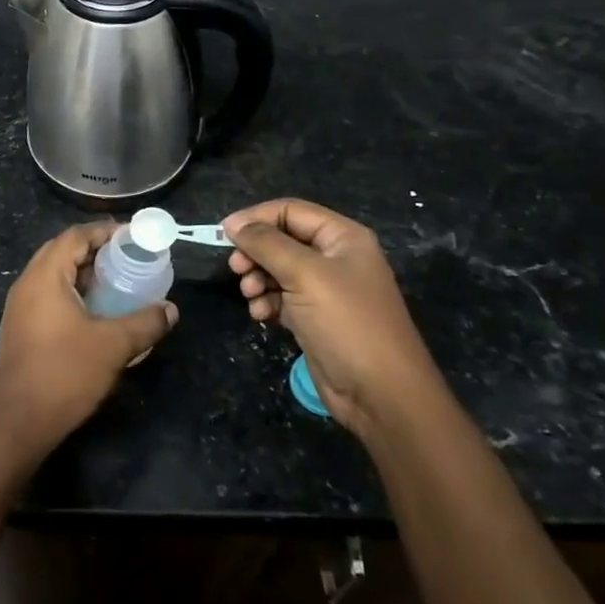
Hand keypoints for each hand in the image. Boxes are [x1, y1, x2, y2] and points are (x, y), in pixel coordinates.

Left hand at [0, 221, 177, 454]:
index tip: (133, 237)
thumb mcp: (113, 345)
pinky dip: (73, 292)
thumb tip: (171, 309)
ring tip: (118, 281)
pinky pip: (49, 295)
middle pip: (62, 251)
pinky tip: (97, 310)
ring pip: (54, 275)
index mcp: (45, 276)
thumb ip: (145, 322)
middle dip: (95, 249)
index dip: (104, 231)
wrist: (19, 421)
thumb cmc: (65, 373)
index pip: (74, 236)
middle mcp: (28, 284)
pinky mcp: (21, 327)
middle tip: (128, 257)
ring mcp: (20, 307)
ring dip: (84, 273)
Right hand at [224, 199, 438, 435]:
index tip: (224, 235)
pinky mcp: (315, 316)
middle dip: (255, 252)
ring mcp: (325, 289)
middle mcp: (335, 258)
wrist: (380, 393)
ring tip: (250, 295)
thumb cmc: (346, 323)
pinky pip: (281, 296)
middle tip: (236, 269)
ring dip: (257, 278)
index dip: (256, 218)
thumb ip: (266, 243)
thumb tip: (233, 223)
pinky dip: (266, 301)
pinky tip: (260, 314)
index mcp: (342, 237)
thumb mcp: (304, 274)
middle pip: (281, 239)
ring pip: (278, 269)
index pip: (290, 211)